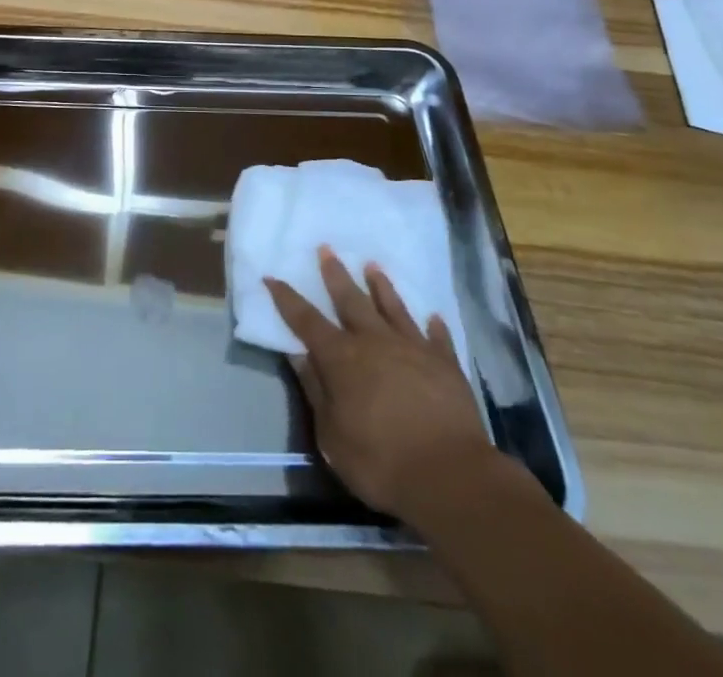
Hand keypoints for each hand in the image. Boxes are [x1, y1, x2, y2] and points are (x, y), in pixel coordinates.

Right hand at [266, 247, 494, 523]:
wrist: (450, 475)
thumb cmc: (380, 462)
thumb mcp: (332, 436)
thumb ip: (316, 391)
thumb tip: (299, 355)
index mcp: (341, 358)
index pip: (306, 321)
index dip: (286, 298)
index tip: (272, 276)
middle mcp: (374, 342)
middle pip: (350, 300)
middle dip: (335, 274)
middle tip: (326, 248)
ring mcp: (412, 348)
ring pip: (393, 308)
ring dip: (381, 286)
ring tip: (373, 266)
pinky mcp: (445, 364)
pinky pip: (437, 338)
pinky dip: (434, 327)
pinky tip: (433, 317)